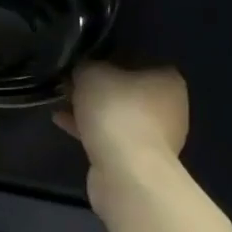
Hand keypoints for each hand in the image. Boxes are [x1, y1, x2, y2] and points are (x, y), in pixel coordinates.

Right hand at [54, 62, 188, 217]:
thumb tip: (82, 70)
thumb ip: (86, 65)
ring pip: (117, 115)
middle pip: (127, 89)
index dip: (109, 58)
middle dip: (98, 87)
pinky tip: (61, 121)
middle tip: (70, 81)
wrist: (126, 172)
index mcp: (169, 80)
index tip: (86, 61)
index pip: (138, 60)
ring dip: (91, 110)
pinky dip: (89, 129)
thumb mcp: (92, 73)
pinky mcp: (138, 161)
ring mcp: (156, 138)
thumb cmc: (116, 110)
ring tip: (61, 101)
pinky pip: (110, 136)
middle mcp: (170, 108)